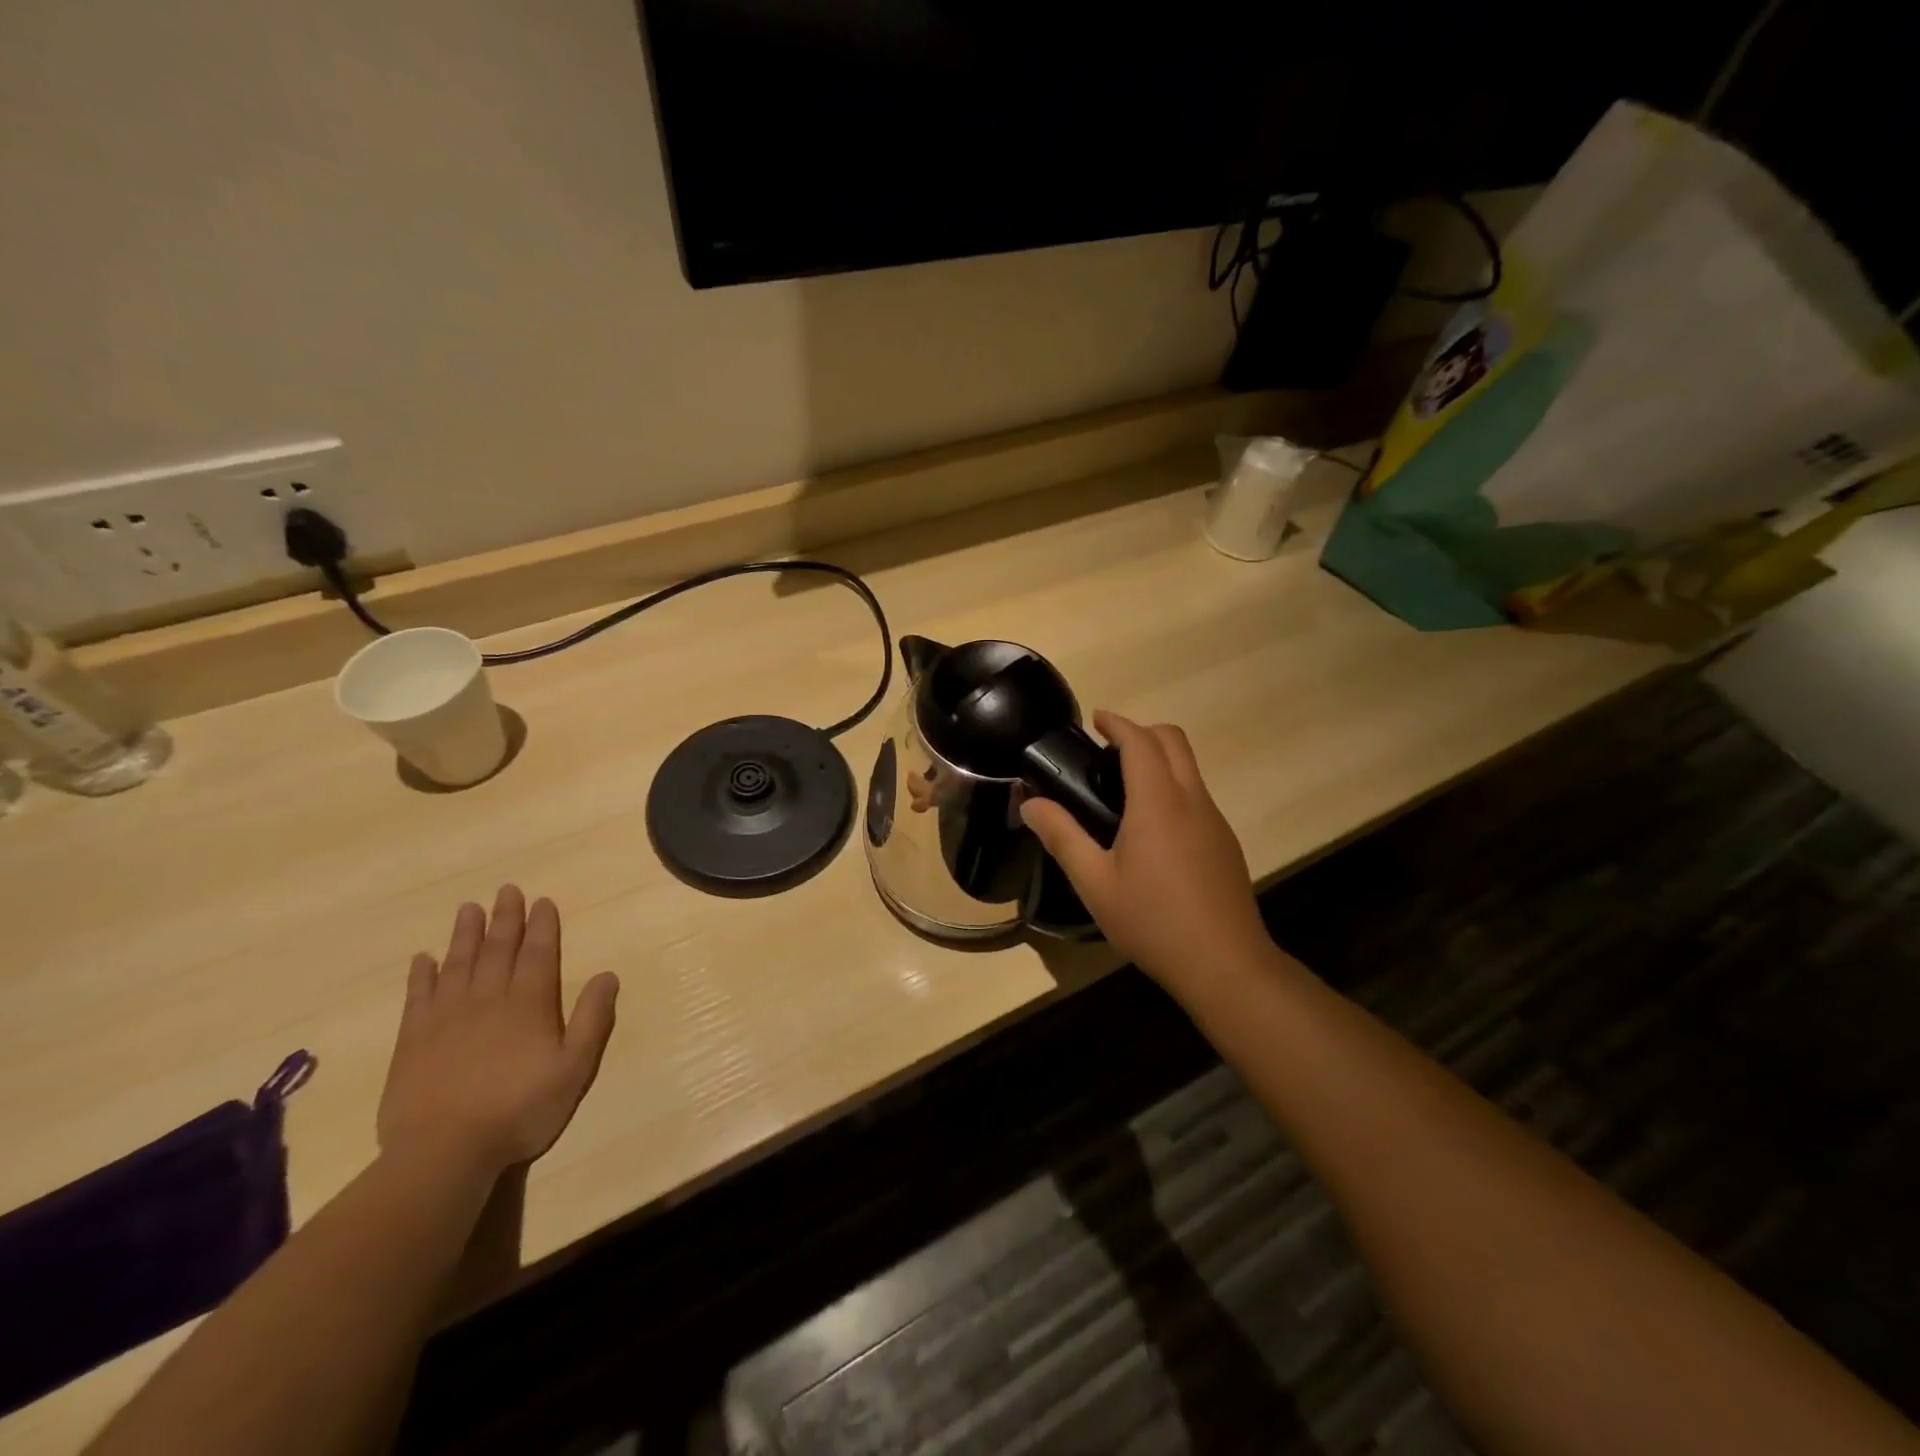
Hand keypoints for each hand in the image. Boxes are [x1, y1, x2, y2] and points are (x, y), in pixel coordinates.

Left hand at [378, 886, 619, 1176]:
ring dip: (465, 935)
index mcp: (529, 1005)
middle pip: (498, 950)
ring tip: (469, 909)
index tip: (542, 901)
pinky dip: (421, 975)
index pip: (538, 954)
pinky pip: (418, 997)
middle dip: (505, 918)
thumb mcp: (574, 1068)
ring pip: (458, 964)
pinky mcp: (413, 1041)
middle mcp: (488, 1000)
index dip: (542, 926)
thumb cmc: (519, 1110)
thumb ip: (592, 1019)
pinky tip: (423, 959)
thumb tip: (607, 975)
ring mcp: (446, 1018)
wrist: (443, 1153)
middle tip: (507, 890)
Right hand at [1021, 712, 1270, 989]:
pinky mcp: (1225, 843)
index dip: (1117, 723)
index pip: (1140, 741)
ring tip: (1122, 791)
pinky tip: (1152, 831)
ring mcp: (1215, 821)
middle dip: (1141, 732)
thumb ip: (1062, 837)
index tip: (1096, 719)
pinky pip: (1197, 795)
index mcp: (1158, 802)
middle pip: (1174, 741)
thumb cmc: (1153, 921)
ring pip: (1189, 768)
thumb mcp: (1095, 883)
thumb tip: (1030, 804)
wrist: (1225, 964)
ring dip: (1159, 759)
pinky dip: (1173, 787)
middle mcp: (1192, 800)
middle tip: (1106, 752)